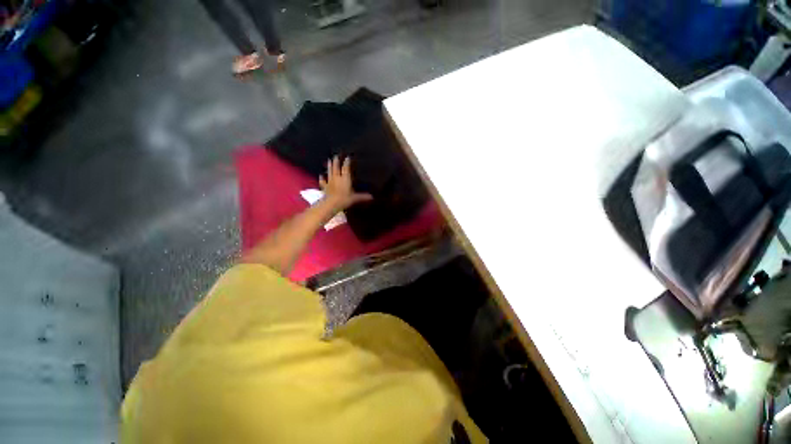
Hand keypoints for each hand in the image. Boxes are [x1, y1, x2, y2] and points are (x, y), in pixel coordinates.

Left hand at [319, 156, 372, 211]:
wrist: (331, 203)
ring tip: (328, 160)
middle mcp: (337, 178)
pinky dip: (322, 178)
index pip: (346, 168)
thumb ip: (363, 196)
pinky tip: (321, 175)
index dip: (347, 162)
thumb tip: (372, 197)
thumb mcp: (355, 198)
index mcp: (345, 178)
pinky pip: (323, 181)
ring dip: (329, 166)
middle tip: (336, 155)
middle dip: (336, 161)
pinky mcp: (325, 187)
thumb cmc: (344, 199)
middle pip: (336, 168)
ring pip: (330, 172)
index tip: (347, 157)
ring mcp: (330, 182)